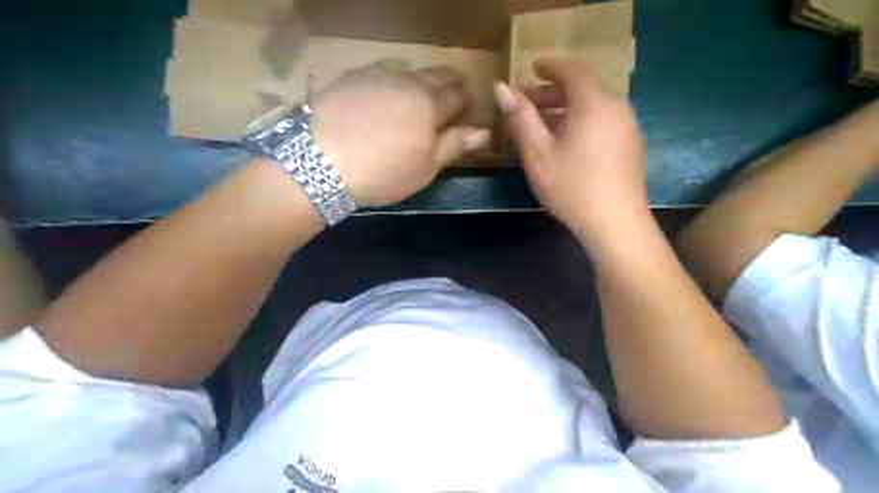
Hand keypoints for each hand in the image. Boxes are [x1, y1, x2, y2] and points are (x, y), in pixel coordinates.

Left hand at [310, 61, 491, 207]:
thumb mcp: (424, 168)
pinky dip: (390, 79)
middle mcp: (408, 82)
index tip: (467, 104)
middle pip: (437, 75)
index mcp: (430, 106)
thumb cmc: (383, 172)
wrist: (320, 160)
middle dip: (450, 82)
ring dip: (419, 78)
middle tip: (451, 92)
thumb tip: (485, 132)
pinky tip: (382, 92)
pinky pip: (380, 71)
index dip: (466, 100)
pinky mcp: (352, 76)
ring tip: (415, 93)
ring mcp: (378, 76)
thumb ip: (454, 146)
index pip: (457, 96)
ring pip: (409, 69)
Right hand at [494, 57, 643, 234]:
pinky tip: (567, 143)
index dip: (551, 67)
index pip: (572, 70)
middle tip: (527, 103)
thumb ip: (520, 117)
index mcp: (593, 103)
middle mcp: (616, 107)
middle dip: (553, 92)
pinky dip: (582, 122)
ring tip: (542, 125)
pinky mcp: (632, 147)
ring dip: (566, 109)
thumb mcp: (538, 152)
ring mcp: (628, 127)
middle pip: (583, 89)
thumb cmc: (571, 186)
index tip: (532, 68)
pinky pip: (603, 123)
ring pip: (593, 107)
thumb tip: (501, 88)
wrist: (615, 223)